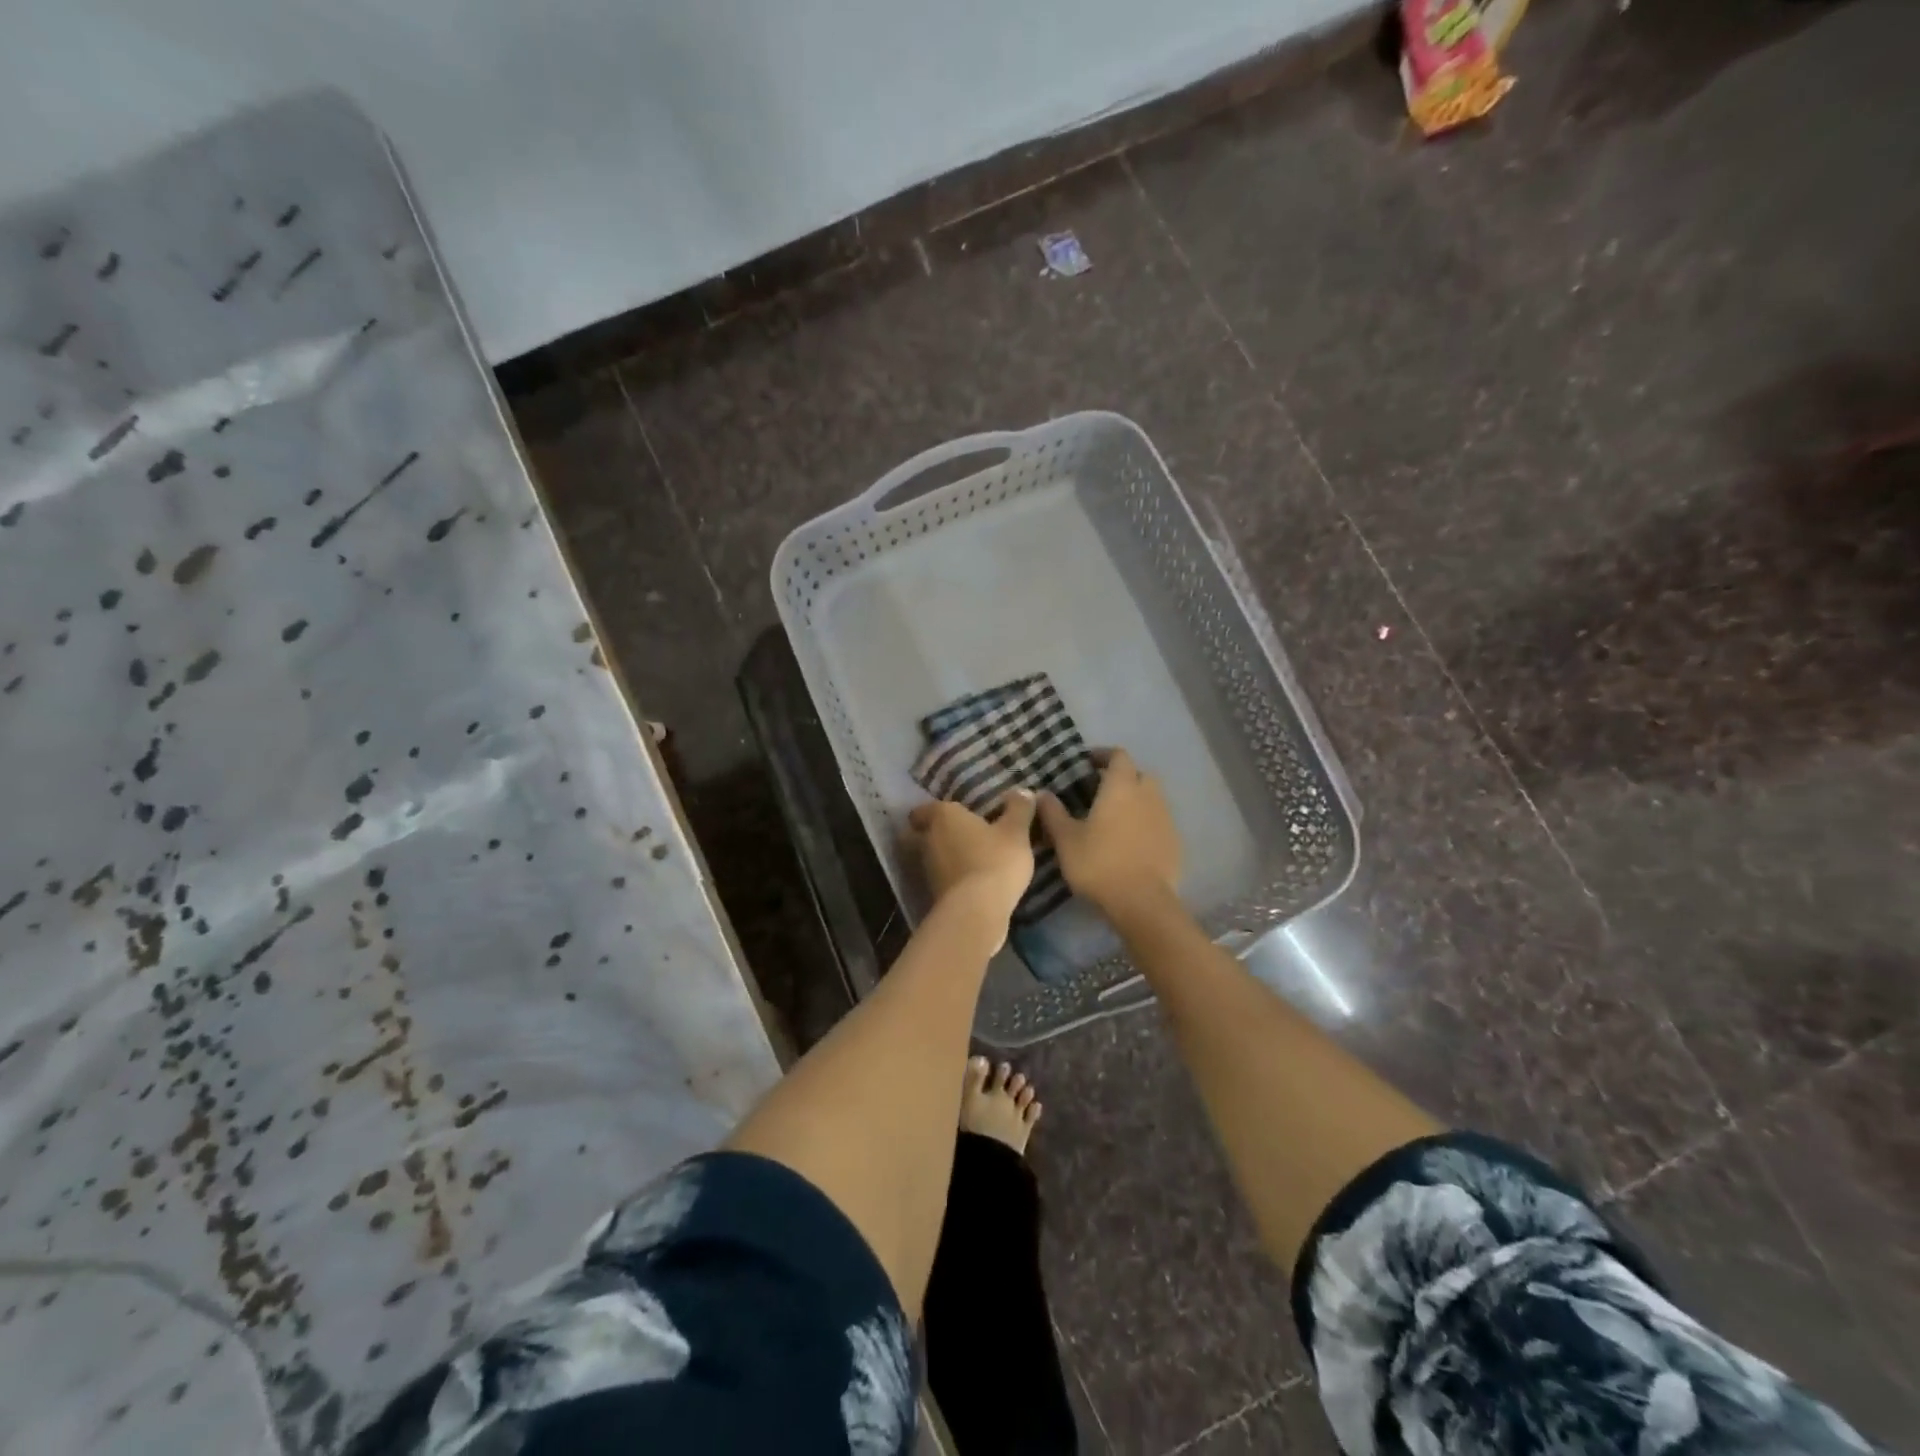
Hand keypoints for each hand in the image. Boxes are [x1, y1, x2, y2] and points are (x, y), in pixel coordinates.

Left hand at [907, 792, 1036, 943]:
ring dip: (951, 857)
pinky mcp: (933, 893)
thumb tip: (1022, 791)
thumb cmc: (995, 860)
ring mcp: (927, 868)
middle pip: (929, 832)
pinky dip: (955, 877)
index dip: (936, 811)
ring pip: (936, 856)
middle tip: (971, 834)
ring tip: (977, 858)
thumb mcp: (1016, 831)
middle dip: (946, 834)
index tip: (956, 815)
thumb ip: (1019, 809)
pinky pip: (944, 878)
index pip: (923, 809)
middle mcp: (928, 839)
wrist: (976, 912)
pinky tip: (977, 881)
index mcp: (942, 816)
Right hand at [1038, 749, 1181, 915]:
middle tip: (1100, 790)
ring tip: (1113, 817)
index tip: (1087, 762)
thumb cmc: (1099, 864)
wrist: (1142, 902)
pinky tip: (1130, 841)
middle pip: (1138, 774)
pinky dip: (1145, 822)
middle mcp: (1148, 795)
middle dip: (1122, 776)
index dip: (1103, 755)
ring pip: (1151, 798)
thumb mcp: (1066, 839)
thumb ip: (1053, 813)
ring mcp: (1165, 819)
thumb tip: (1040, 793)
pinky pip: (1158, 821)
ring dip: (1135, 800)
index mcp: (1121, 787)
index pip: (1118, 756)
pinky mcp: (1174, 842)